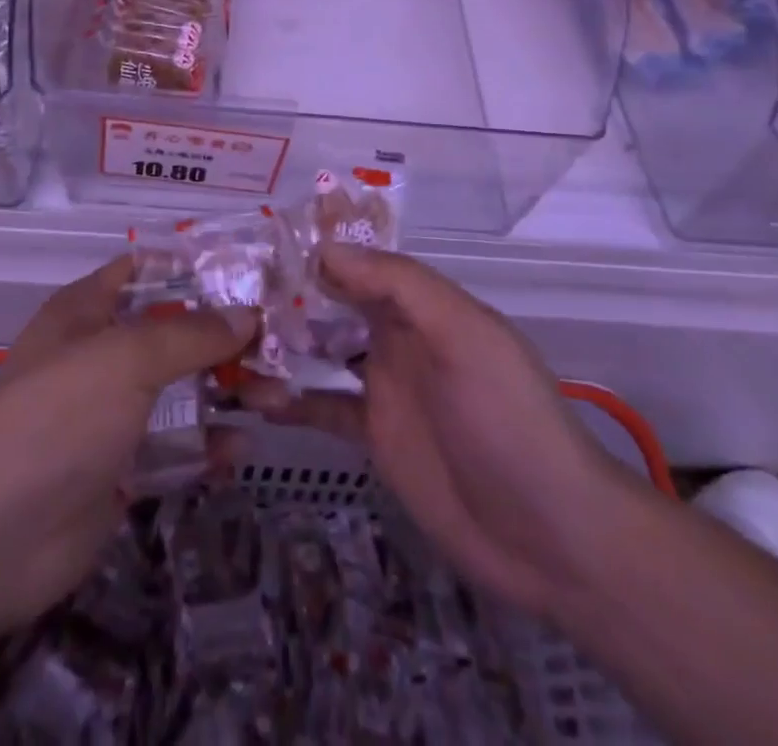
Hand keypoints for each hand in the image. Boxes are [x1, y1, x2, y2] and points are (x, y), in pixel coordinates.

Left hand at [0, 256, 255, 630]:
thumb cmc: (60, 416)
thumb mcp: (127, 357)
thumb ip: (191, 333)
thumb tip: (247, 315)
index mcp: (86, 311)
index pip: (143, 271)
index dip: (193, 268)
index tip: (249, 274)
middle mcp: (99, 356)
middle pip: (172, 333)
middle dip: (225, 338)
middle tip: (279, 343)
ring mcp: (110, 415)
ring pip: (180, 390)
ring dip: (225, 391)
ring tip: (277, 397)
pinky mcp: (122, 469)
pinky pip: (175, 447)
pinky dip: (207, 445)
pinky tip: (241, 449)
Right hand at [241, 244, 627, 614]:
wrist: (551, 536)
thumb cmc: (508, 419)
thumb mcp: (463, 336)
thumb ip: (400, 287)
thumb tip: (327, 249)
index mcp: (420, 305)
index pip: (359, 261)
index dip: (314, 247)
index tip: (258, 242)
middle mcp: (397, 336)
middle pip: (332, 302)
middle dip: (285, 293)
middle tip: (226, 292)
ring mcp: (383, 386)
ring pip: (320, 351)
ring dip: (280, 344)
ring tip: (228, 342)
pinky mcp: (375, 436)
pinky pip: (323, 408)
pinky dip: (291, 401)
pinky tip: (253, 399)